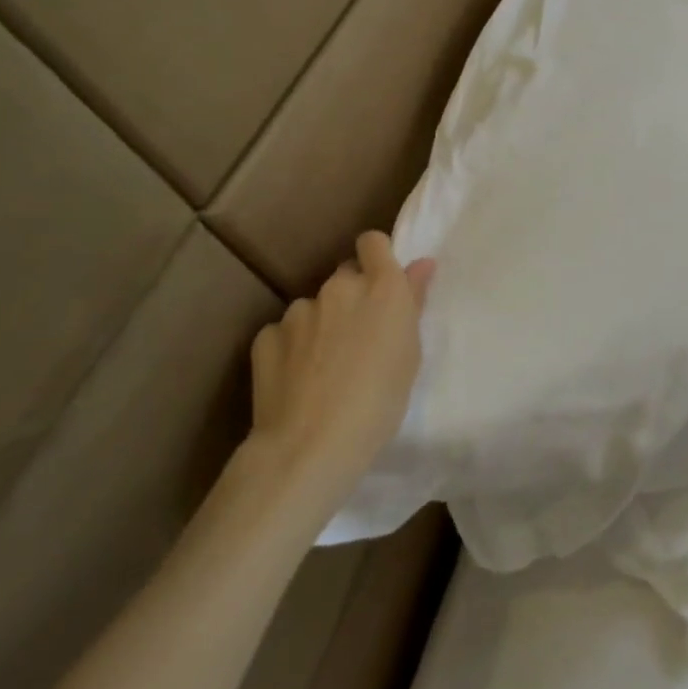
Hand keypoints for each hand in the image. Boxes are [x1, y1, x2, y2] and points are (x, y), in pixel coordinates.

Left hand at [244, 231, 434, 504]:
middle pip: (345, 276)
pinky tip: (297, 379)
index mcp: (382, 287)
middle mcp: (339, 288)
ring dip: (321, 323)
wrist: (311, 445)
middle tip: (359, 336)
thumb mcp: (411, 354)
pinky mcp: (266, 337)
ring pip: (314, 306)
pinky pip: (284, 333)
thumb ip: (412, 302)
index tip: (382, 283)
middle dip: (352, 296)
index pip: (373, 242)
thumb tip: (421, 265)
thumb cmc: (380, 401)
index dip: (376, 257)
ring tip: (325, 366)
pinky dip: (292, 347)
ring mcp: (299, 311)